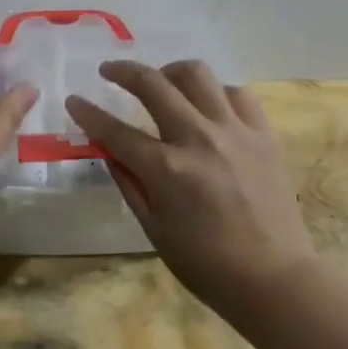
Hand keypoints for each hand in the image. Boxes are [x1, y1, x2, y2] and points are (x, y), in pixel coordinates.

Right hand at [67, 61, 315, 313]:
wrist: (273, 277)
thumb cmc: (206, 264)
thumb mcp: (154, 229)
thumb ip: (129, 184)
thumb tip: (109, 152)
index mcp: (166, 169)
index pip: (115, 131)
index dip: (88, 113)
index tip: (74, 100)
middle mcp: (198, 138)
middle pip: (153, 84)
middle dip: (123, 71)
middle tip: (109, 71)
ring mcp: (234, 131)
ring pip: (198, 75)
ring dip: (171, 71)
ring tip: (162, 81)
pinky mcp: (263, 134)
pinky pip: (237, 93)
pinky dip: (215, 92)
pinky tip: (207, 104)